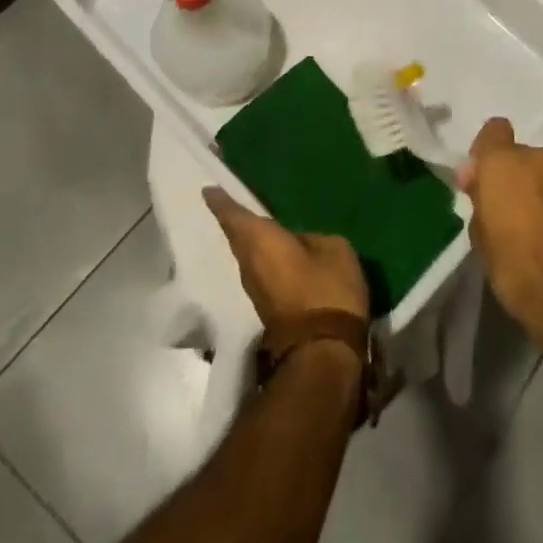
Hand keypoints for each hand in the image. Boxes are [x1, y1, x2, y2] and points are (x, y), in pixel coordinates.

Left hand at [203, 187, 368, 325]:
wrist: (322, 351)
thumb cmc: (326, 290)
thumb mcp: (334, 250)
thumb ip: (314, 239)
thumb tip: (302, 244)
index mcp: (261, 241)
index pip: (234, 216)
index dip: (221, 202)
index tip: (208, 191)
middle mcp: (249, 264)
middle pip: (237, 238)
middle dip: (235, 222)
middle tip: (234, 204)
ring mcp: (256, 290)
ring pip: (248, 257)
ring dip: (251, 243)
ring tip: (262, 227)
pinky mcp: (267, 308)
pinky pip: (261, 272)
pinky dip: (265, 259)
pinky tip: (280, 254)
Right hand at [456, 118, 542, 356]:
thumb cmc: (514, 267)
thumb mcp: (480, 235)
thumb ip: (478, 197)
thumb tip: (474, 176)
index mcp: (505, 162)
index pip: (494, 130)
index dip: (487, 151)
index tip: (483, 178)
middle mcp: (540, 159)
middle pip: (522, 156)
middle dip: (515, 176)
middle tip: (509, 211)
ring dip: (541, 192)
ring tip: (539, 229)